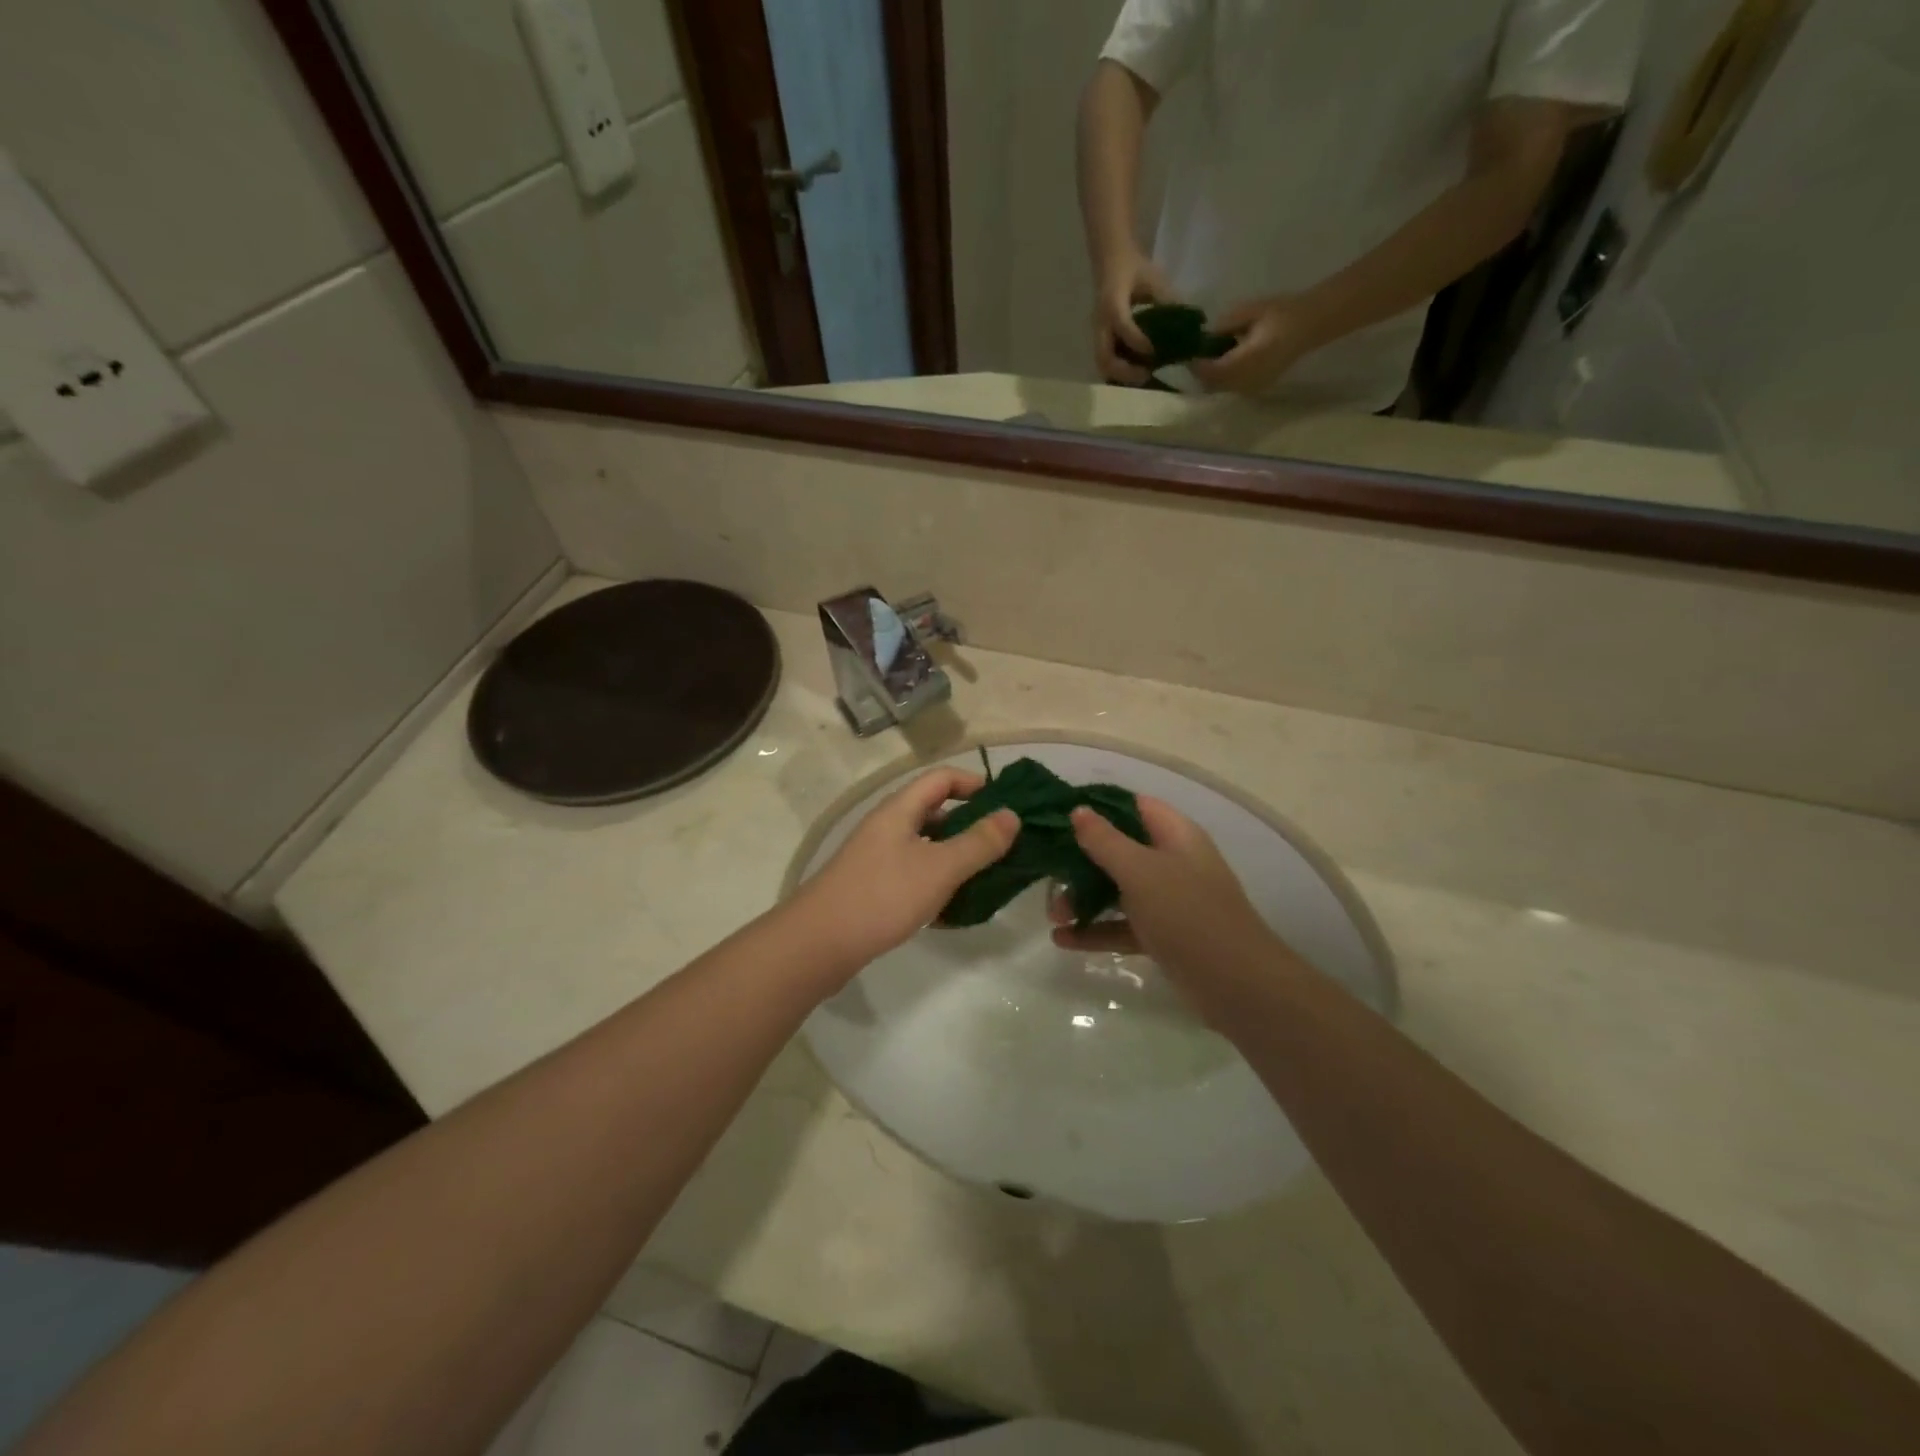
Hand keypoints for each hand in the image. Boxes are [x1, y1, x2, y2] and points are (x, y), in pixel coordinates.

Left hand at [792, 769, 1018, 972]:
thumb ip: (978, 842)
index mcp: (899, 809)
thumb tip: (1011, 815)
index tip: (1005, 806)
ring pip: (926, 846)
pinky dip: (937, 882)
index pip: (941, 778)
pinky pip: (914, 874)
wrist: (818, 944)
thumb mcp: (939, 868)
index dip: (975, 783)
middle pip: (934, 811)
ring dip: (956, 856)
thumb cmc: (882, 896)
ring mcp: (877, 857)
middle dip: (971, 824)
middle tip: (1004, 846)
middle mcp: (887, 826)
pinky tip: (956, 908)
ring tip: (988, 877)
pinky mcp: (873, 887)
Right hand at [1048, 796, 1278, 985]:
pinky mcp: (1162, 935)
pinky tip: (1062, 939)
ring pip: (1117, 889)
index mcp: (1175, 835)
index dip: (1097, 806)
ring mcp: (1168, 900)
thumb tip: (1079, 809)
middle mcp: (1172, 862)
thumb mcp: (1141, 871)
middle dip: (1081, 859)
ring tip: (1051, 914)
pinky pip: (1122, 925)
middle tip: (1046, 870)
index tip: (1058, 814)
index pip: (1133, 806)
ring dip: (1083, 898)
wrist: (1236, 985)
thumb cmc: (1187, 913)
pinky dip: (1095, 930)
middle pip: (1119, 849)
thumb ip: (1106, 840)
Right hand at [1092, 251, 1174, 384]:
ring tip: (1143, 376)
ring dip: (1121, 375)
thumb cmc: (1133, 267)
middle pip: (1105, 357)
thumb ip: (1168, 300)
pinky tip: (1137, 371)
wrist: (1110, 260)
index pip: (1122, 326)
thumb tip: (1189, 324)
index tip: (1155, 351)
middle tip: (1147, 374)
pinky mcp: (1101, 339)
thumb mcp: (1153, 278)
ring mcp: (1098, 334)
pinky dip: (1119, 371)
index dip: (1138, 341)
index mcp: (1113, 303)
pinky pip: (1106, 362)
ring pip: (1103, 364)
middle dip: (1125, 371)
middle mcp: (1101, 323)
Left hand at [1189, 295, 1321, 394]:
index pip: (1213, 371)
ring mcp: (1253, 387)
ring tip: (1207, 359)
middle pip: (1213, 385)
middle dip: (1201, 373)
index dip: (1198, 365)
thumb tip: (1205, 336)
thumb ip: (1225, 325)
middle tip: (1195, 357)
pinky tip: (1223, 364)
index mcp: (1249, 359)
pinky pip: (1231, 389)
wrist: (1309, 325)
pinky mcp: (1257, 389)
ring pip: (1221, 389)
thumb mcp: (1250, 311)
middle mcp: (1249, 379)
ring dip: (1211, 378)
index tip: (1189, 354)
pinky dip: (1222, 380)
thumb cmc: (1281, 312)